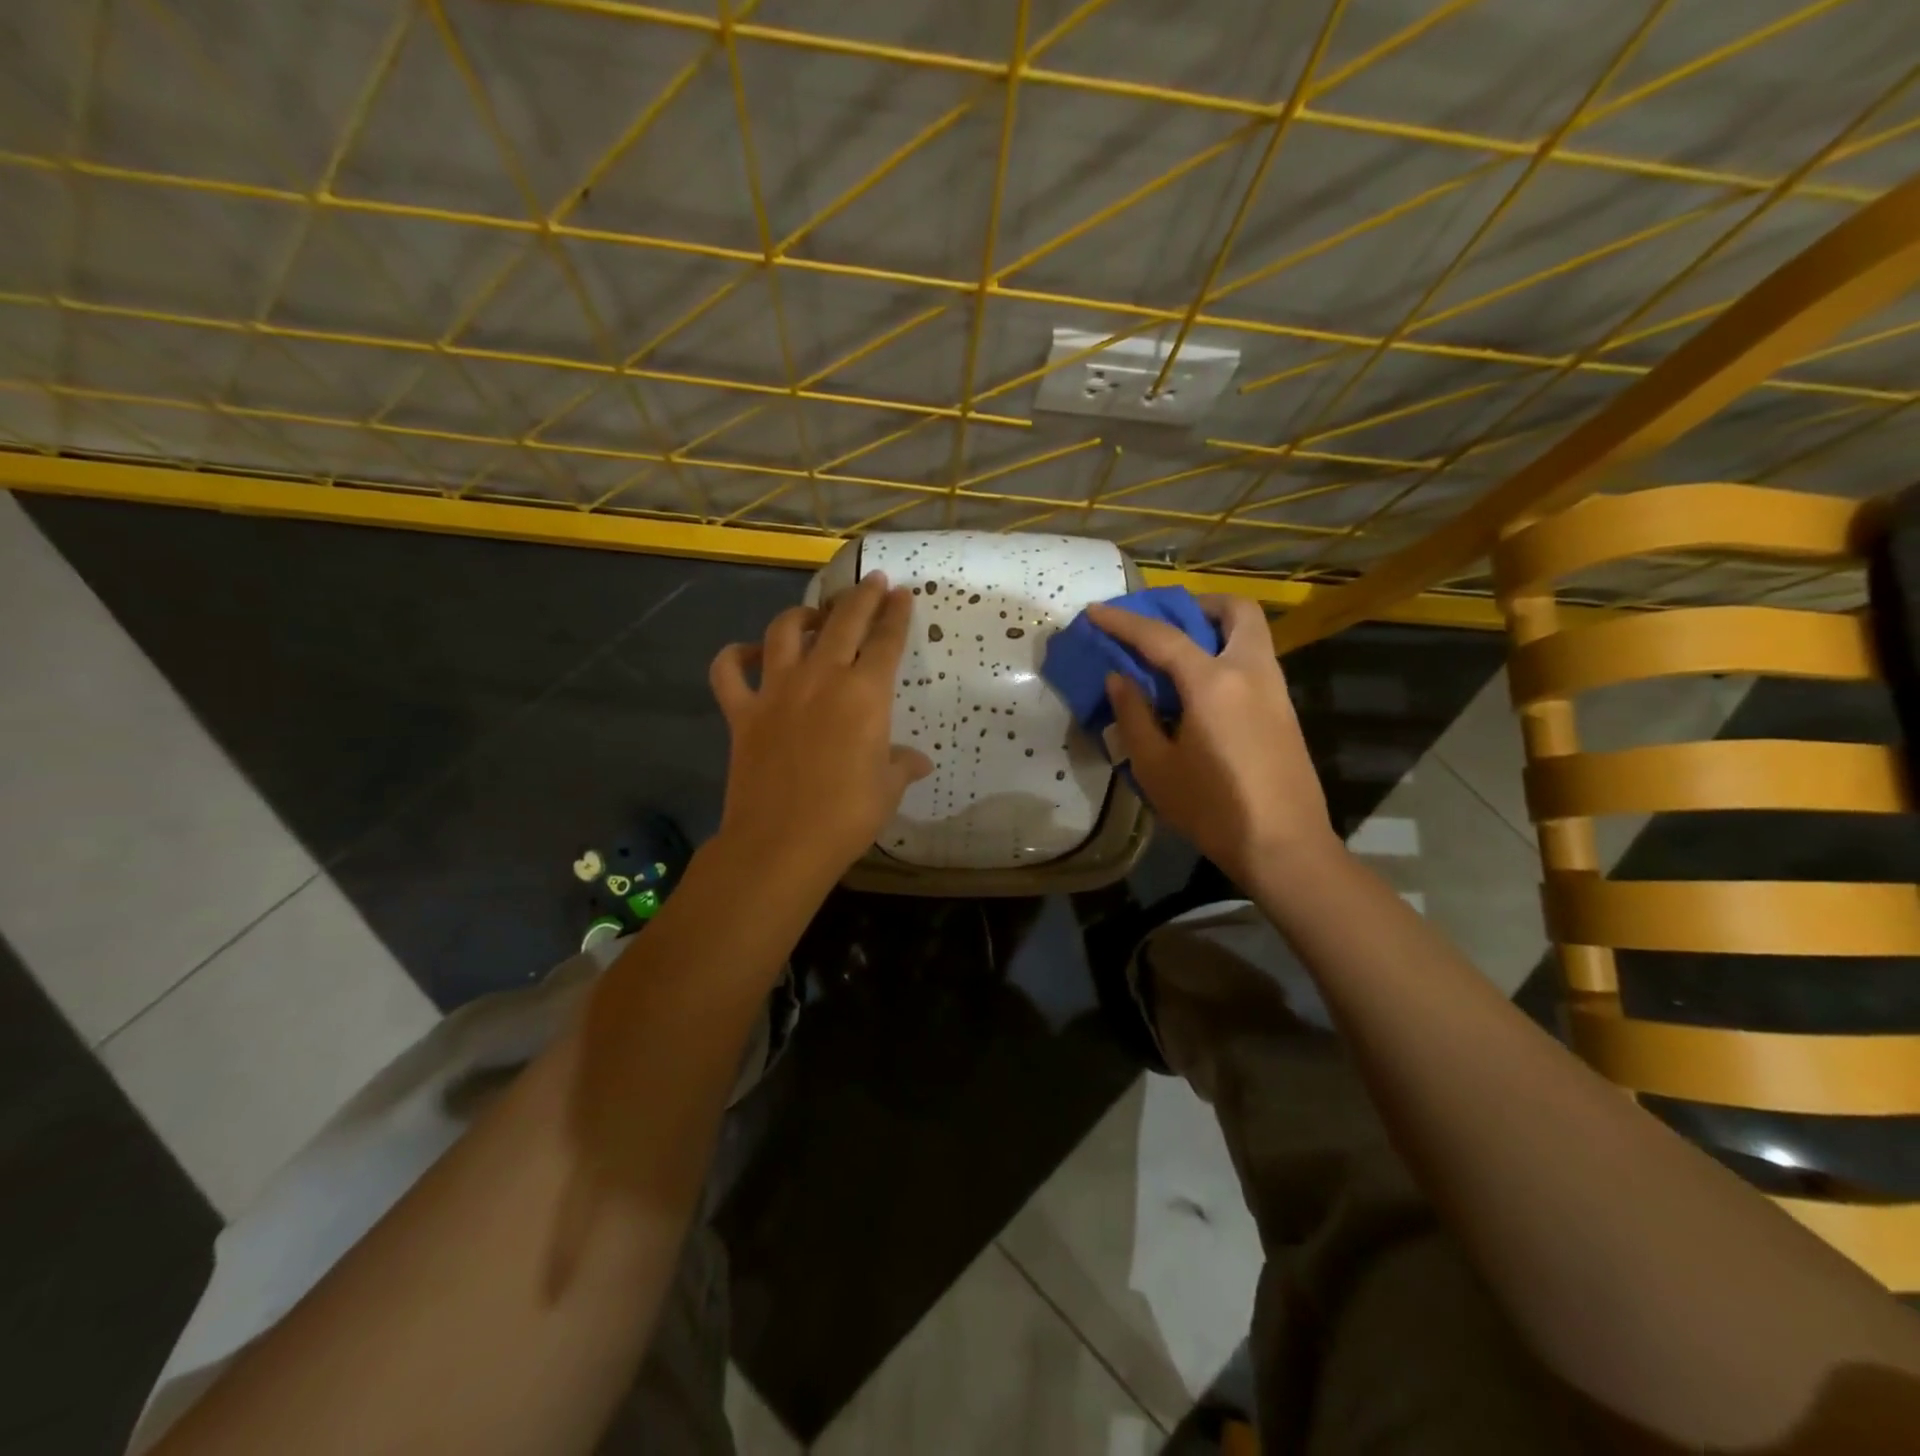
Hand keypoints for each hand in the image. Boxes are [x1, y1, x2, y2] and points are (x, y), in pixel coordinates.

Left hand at [709, 572, 931, 884]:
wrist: (781, 842)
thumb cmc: (846, 816)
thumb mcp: (887, 789)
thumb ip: (902, 765)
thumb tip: (918, 761)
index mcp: (865, 694)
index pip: (886, 641)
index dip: (897, 615)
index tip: (902, 594)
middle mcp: (821, 678)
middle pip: (843, 621)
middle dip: (861, 597)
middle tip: (872, 583)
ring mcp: (776, 690)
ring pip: (785, 631)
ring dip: (802, 615)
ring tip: (814, 615)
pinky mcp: (742, 711)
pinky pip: (729, 671)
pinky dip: (735, 656)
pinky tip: (749, 653)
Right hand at [1088, 595, 1333, 883]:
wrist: (1283, 846)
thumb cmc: (1212, 808)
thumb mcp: (1156, 766)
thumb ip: (1134, 715)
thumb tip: (1119, 679)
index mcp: (1213, 682)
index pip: (1162, 637)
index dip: (1124, 622)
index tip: (1095, 611)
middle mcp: (1251, 672)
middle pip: (1237, 611)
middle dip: (1200, 604)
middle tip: (1167, 620)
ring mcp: (1275, 690)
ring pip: (1252, 634)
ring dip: (1217, 628)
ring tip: (1180, 654)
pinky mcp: (1285, 712)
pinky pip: (1256, 662)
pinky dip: (1228, 655)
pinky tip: (1203, 690)